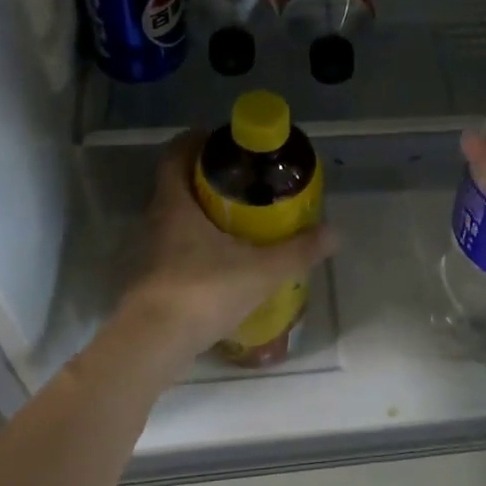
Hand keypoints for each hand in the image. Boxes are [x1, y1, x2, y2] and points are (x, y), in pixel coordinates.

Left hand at [118, 131, 336, 360]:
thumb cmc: (203, 292)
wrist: (154, 344)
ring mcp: (151, 251)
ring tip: (240, 220)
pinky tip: (224, 261)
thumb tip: (334, 233)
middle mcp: (157, 220)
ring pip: (177, 219)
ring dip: (203, 213)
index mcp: (176, 204)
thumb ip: (298, 251)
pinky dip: (198, 245)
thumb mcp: (261, 270)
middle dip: (207, 179)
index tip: (222, 141)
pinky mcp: (153, 279)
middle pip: (178, 185)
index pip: (176, 155)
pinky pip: (176, 247)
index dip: (195, 141)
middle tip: (244, 181)